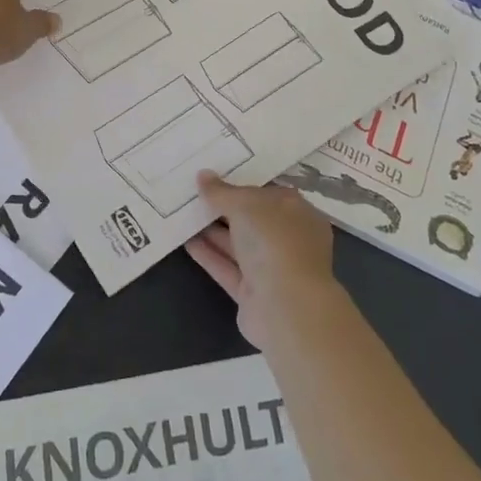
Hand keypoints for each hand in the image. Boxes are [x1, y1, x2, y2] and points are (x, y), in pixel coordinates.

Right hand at [186, 172, 342, 348]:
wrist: (286, 307)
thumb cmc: (275, 242)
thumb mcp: (246, 205)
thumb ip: (222, 192)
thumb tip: (203, 176)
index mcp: (298, 213)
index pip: (269, 193)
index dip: (242, 182)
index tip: (215, 173)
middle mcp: (288, 240)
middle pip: (252, 219)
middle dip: (224, 207)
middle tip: (193, 191)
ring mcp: (271, 268)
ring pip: (238, 244)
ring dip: (212, 230)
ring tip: (183, 212)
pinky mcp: (253, 292)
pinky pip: (227, 267)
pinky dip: (209, 254)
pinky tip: (185, 240)